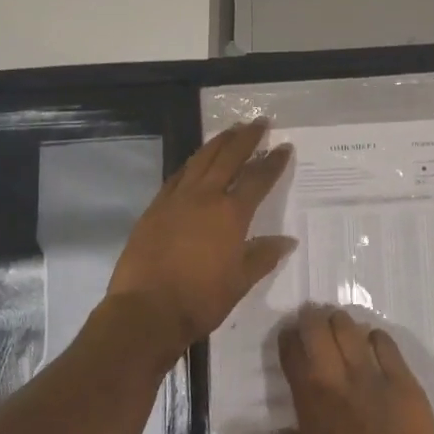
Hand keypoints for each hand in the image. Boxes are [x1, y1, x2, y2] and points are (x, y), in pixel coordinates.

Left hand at [106, 120, 294, 351]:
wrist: (146, 311)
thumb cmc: (200, 299)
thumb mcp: (240, 282)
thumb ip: (263, 256)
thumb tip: (287, 241)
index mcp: (231, 214)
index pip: (258, 179)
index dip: (273, 162)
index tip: (284, 147)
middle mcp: (205, 197)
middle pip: (228, 157)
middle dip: (246, 138)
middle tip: (259, 122)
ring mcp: (176, 199)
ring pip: (201, 160)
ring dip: (218, 142)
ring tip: (231, 130)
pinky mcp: (155, 208)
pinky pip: (178, 175)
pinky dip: (192, 163)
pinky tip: (196, 160)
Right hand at [277, 306, 433, 433]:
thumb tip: (288, 430)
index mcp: (311, 406)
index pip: (292, 353)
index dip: (288, 338)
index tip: (289, 335)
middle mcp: (338, 381)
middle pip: (319, 329)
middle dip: (312, 319)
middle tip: (313, 319)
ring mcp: (374, 377)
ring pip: (350, 328)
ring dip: (341, 322)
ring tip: (340, 325)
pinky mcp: (405, 380)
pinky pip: (386, 344)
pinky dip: (375, 338)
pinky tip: (373, 344)